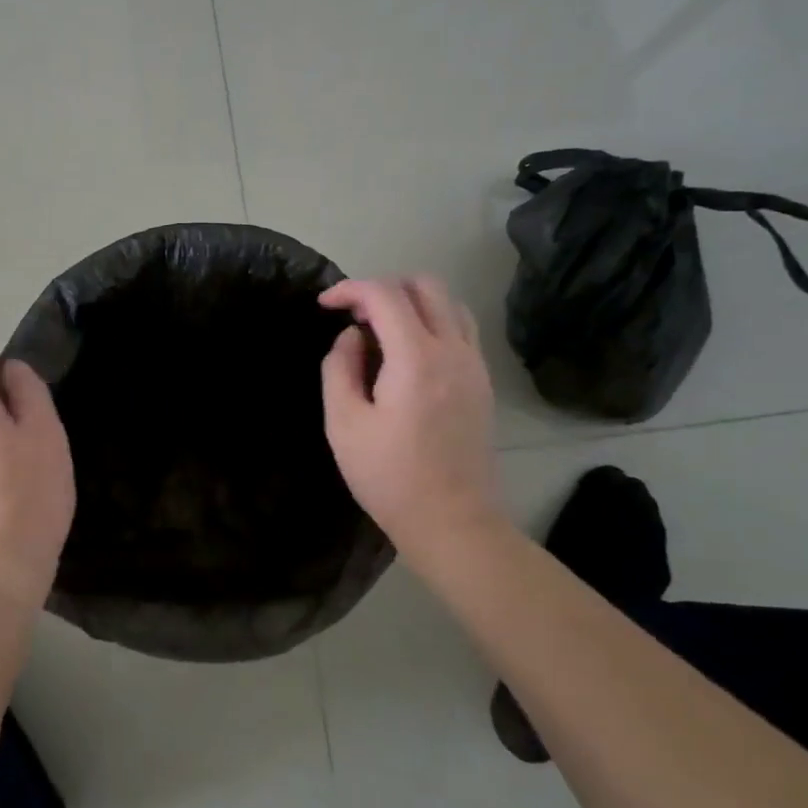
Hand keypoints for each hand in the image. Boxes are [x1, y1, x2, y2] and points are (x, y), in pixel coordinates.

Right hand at [318, 277, 512, 580]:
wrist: (453, 522)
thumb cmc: (390, 477)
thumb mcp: (344, 424)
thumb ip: (339, 368)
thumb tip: (350, 336)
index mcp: (417, 359)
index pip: (385, 295)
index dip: (350, 290)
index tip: (325, 305)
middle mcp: (453, 350)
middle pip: (425, 285)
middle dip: (383, 288)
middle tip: (355, 316)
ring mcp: (474, 364)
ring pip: (448, 302)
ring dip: (412, 302)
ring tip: (382, 330)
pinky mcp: (482, 381)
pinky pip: (461, 328)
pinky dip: (432, 321)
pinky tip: (409, 352)